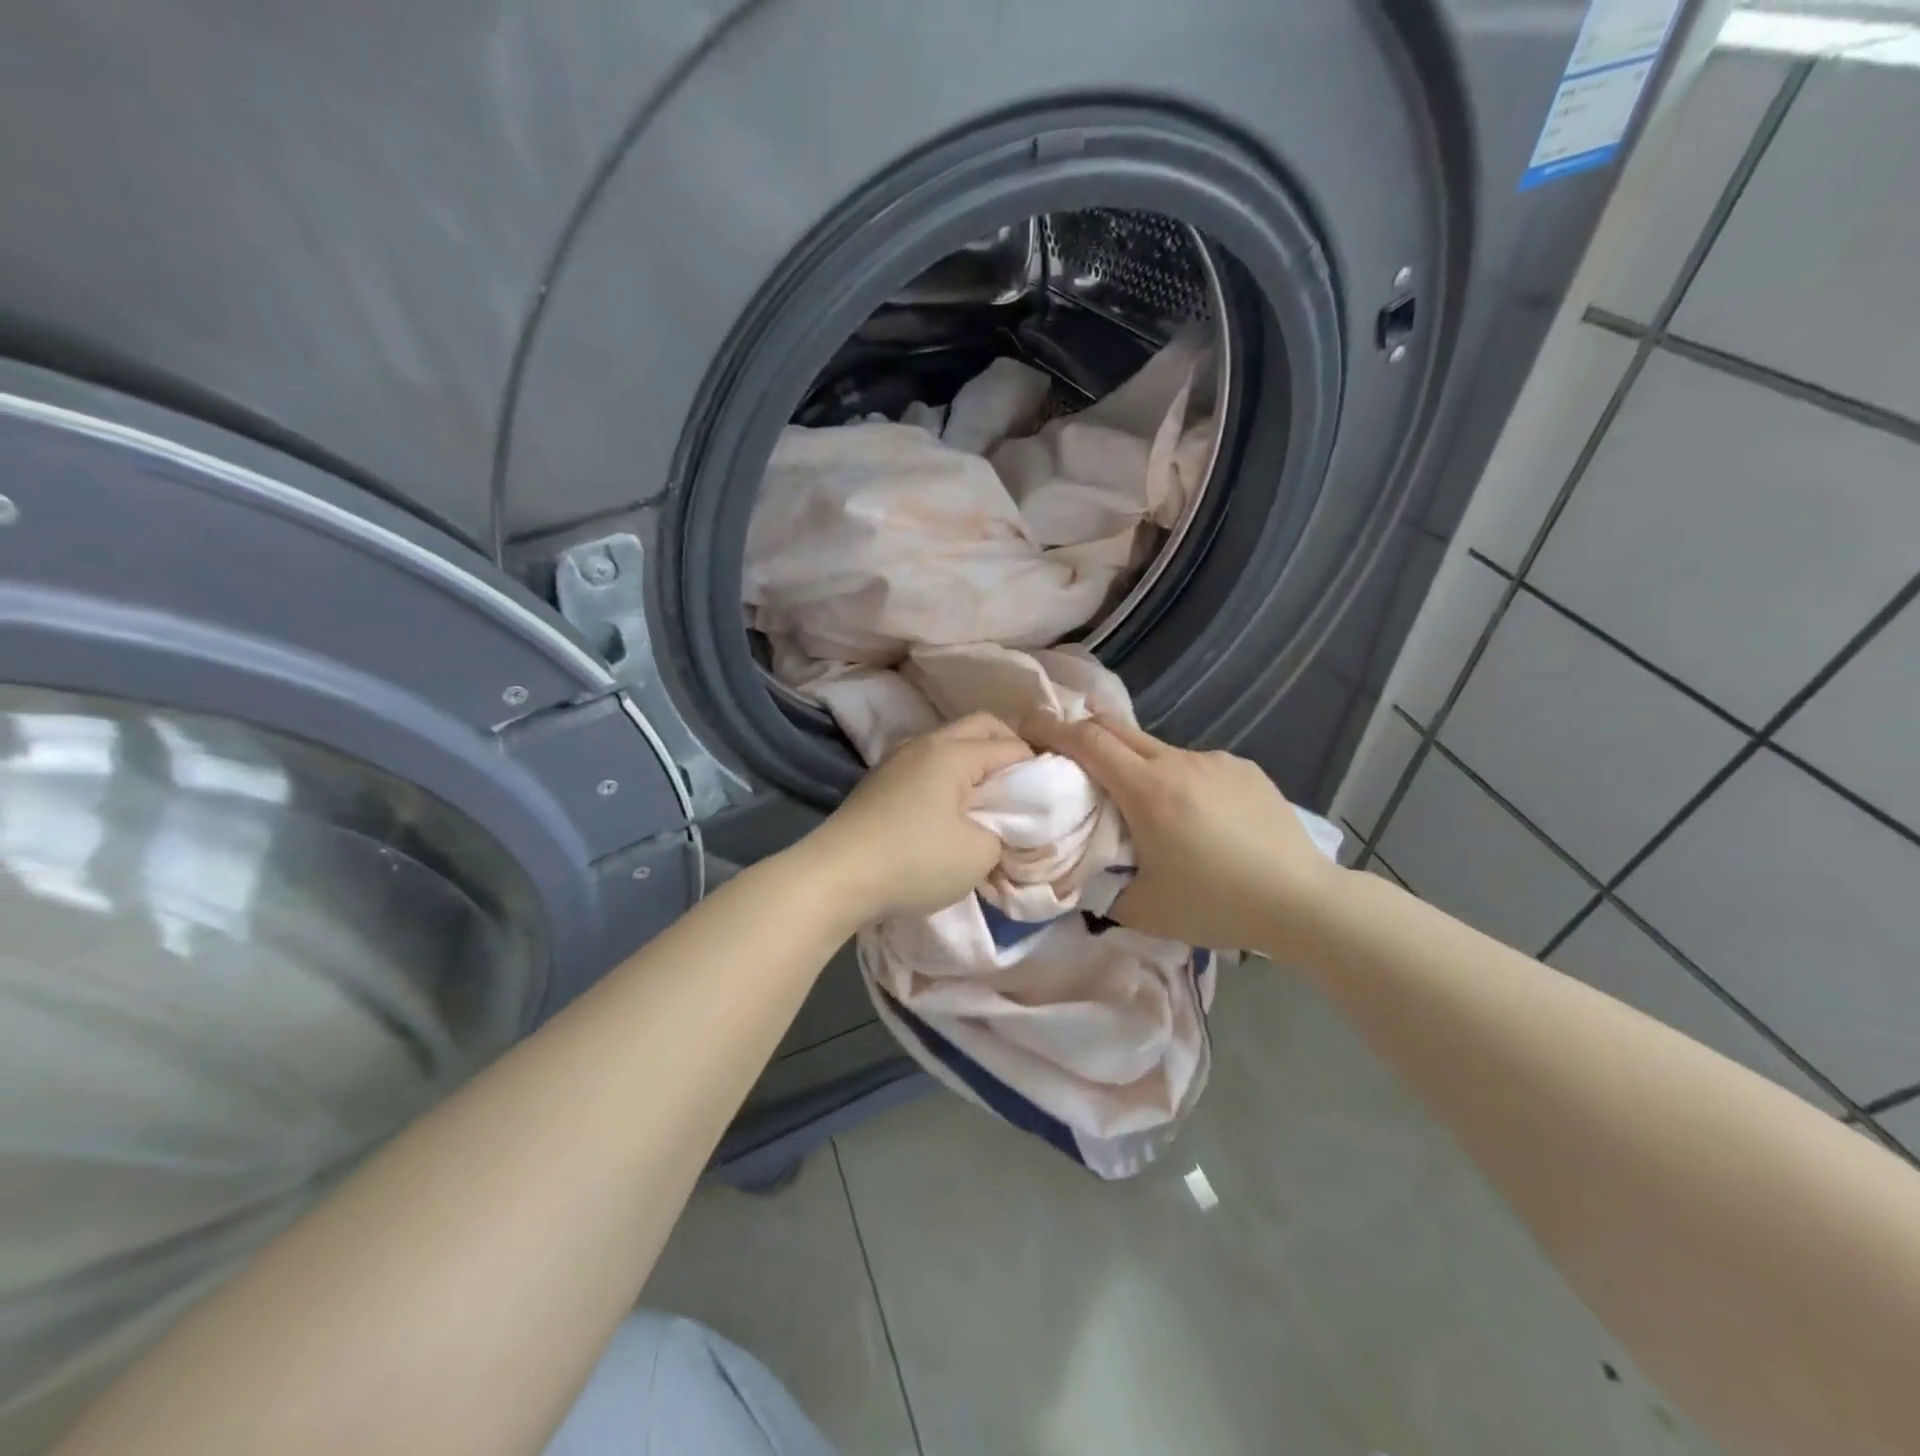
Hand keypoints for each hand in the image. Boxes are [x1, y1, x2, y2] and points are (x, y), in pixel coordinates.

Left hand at [804, 713, 1031, 922]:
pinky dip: (949, 776)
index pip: (1012, 746)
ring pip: (950, 743)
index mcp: (954, 751)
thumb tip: (1000, 826)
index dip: (1038, 769)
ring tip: (987, 799)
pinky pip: (928, 763)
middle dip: (1008, 749)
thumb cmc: (915, 860)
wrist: (836, 876)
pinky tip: (949, 809)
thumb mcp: (979, 855)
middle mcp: (926, 742)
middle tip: (1022, 787)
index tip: (1049, 798)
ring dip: (975, 761)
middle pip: (980, 727)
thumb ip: (1005, 833)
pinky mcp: (880, 781)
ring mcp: (898, 759)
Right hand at [1022, 713, 1343, 955]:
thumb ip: (1102, 888)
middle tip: (1068, 755)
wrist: (1304, 902)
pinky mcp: (1244, 768)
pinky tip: (1198, 817)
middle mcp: (1179, 762)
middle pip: (1117, 729)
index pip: (1088, 741)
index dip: (1053, 730)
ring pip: (1158, 749)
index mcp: (1148, 791)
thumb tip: (1083, 875)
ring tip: (1145, 806)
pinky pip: (1195, 764)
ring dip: (1135, 764)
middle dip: (1085, 734)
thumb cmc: (1218, 905)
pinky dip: (1178, 779)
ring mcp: (1215, 761)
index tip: (1029, 729)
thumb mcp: (1144, 909)